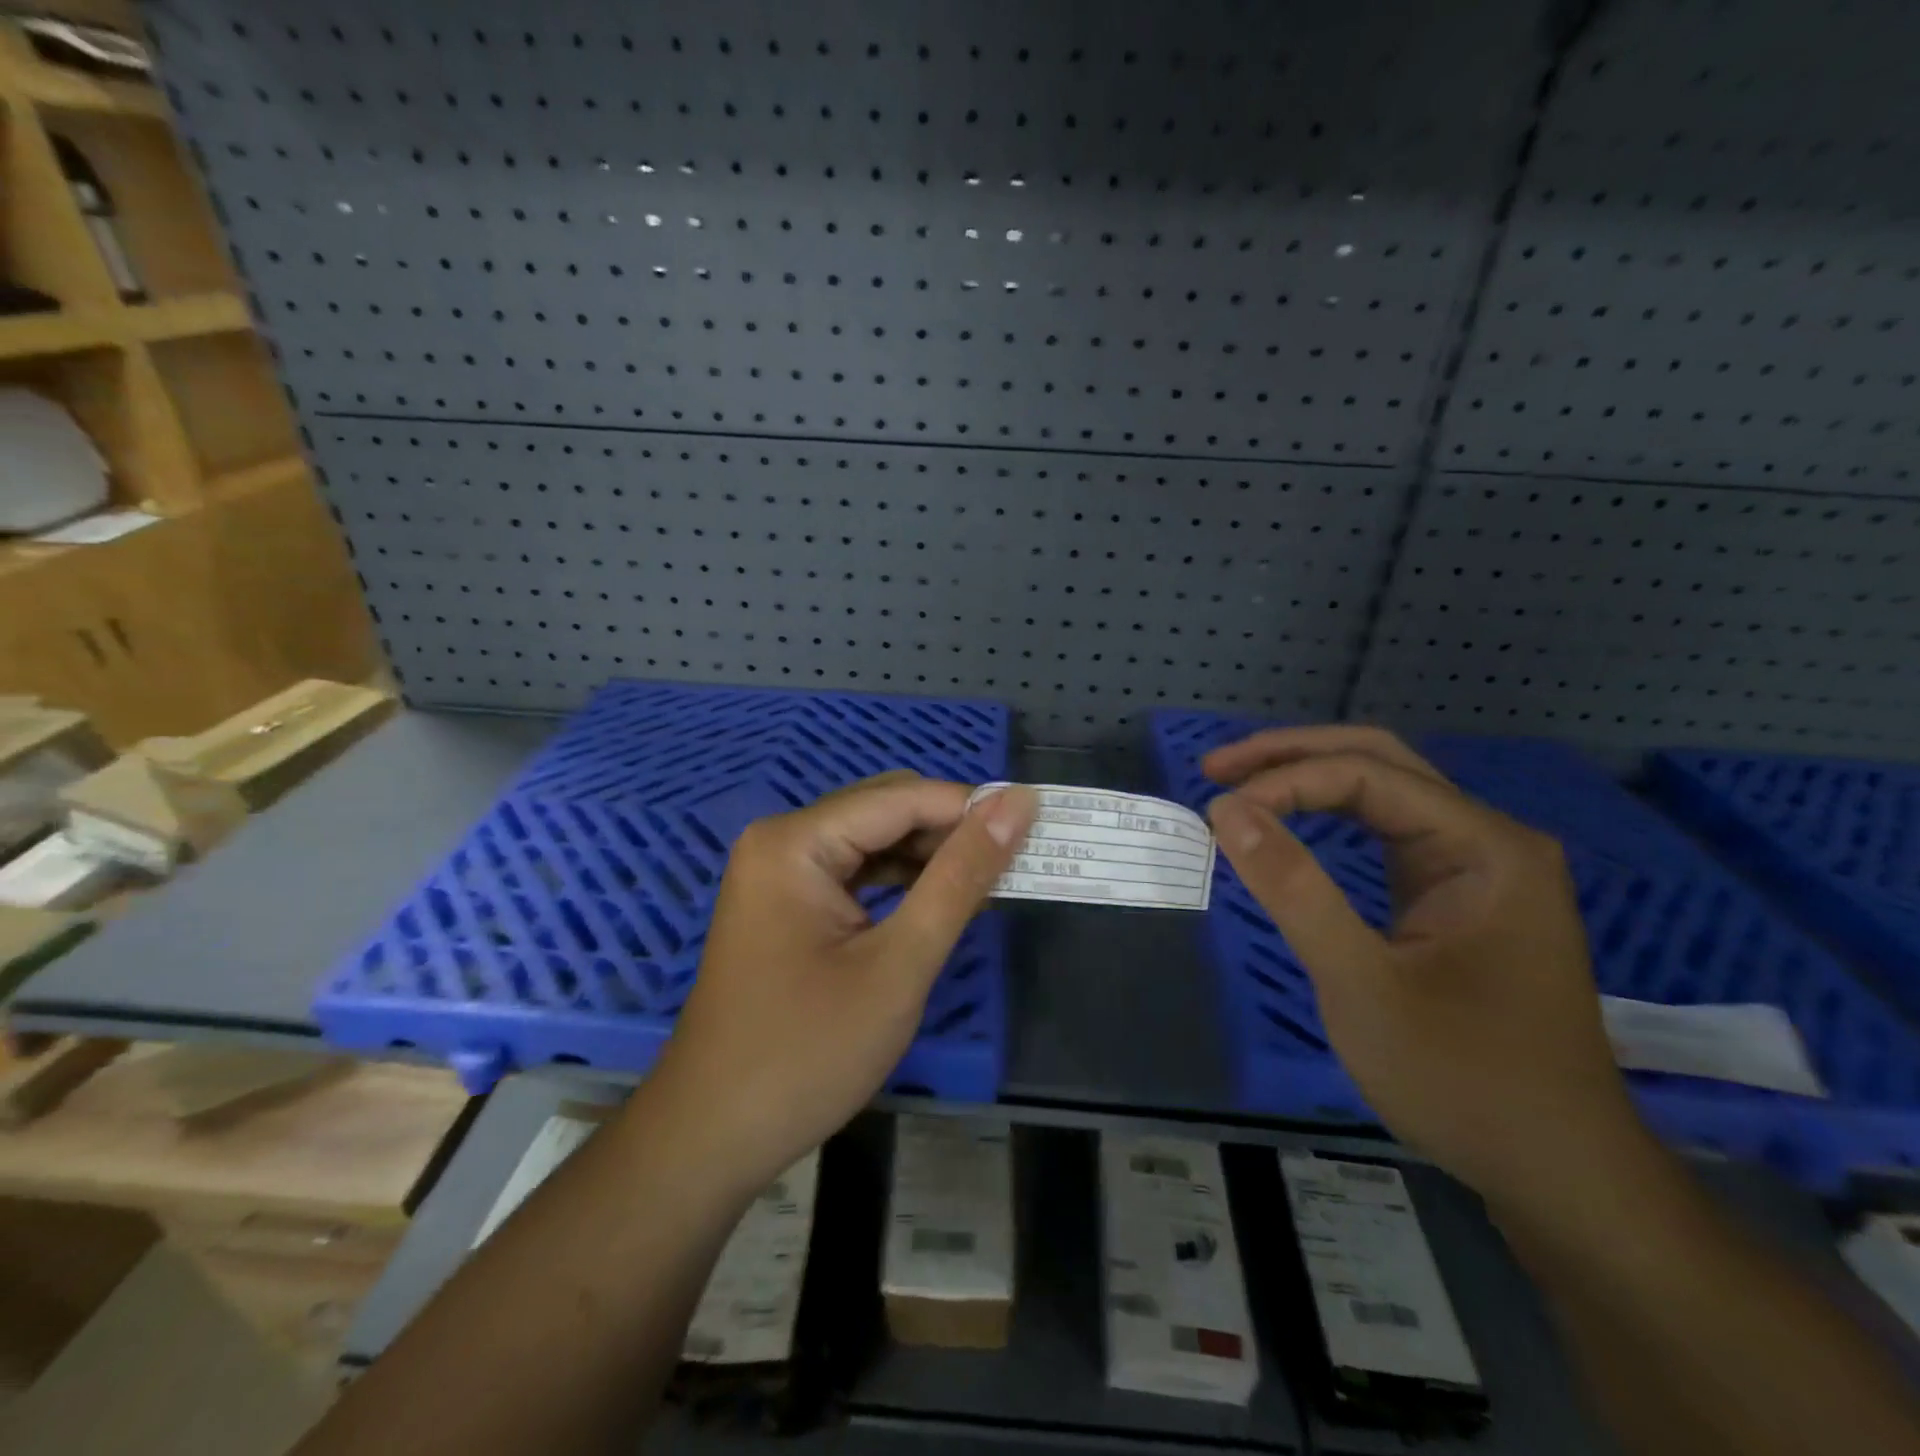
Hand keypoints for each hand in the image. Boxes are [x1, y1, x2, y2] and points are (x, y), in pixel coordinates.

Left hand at [648, 774, 1036, 1197]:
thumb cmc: (807, 1054)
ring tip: (989, 880)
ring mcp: (778, 872)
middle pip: (884, 810)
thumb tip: (1017, 804)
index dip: (972, 808)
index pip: (902, 798)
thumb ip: (961, 878)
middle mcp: (782, 840)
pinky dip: (900, 881)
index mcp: (796, 841)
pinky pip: (854, 872)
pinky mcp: (785, 902)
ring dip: (929, 856)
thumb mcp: (899, 964)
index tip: (1036, 826)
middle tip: (1017, 860)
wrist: (713, 1137)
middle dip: (951, 831)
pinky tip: (938, 900)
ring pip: (872, 840)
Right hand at [1203, 726, 1648, 1212]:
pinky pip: (1387, 833)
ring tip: (1240, 785)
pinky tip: (1291, 821)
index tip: (1217, 810)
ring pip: (1383, 792)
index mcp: (1486, 847)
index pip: (1368, 776)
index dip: (1284, 781)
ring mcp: (1477, 867)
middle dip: (1293, 756)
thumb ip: (1293, 889)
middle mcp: (1488, 839)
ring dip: (1309, 780)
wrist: (1557, 1172)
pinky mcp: (1458, 896)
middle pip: (1380, 762)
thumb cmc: (1463, 1079)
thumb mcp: (1362, 984)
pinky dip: (1330, 817)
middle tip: (1217, 767)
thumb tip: (1226, 810)